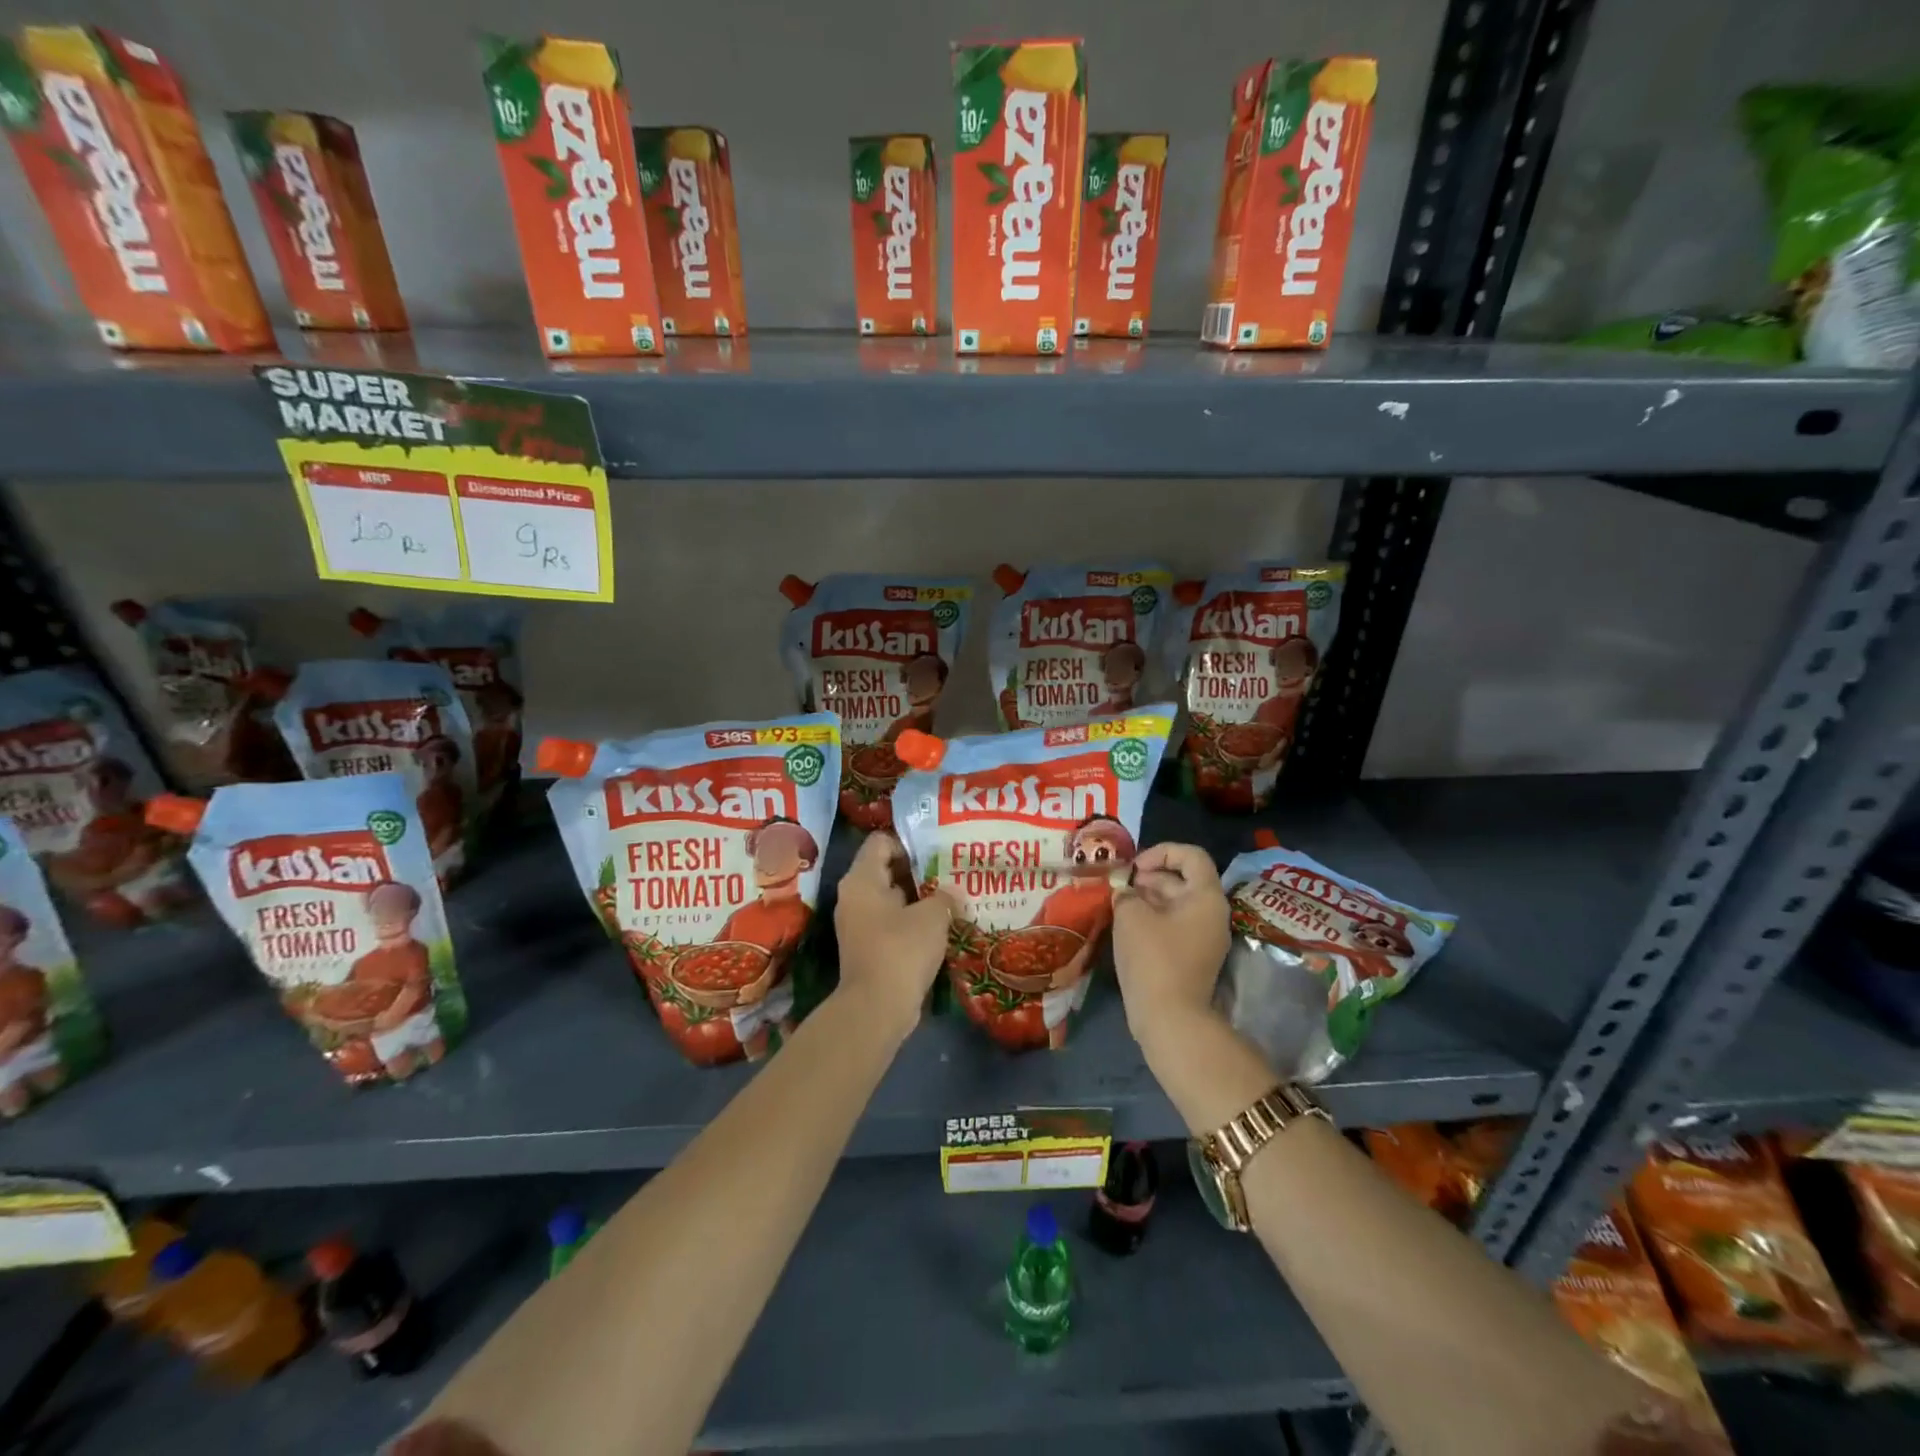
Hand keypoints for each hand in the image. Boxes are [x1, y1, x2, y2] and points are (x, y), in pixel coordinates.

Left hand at [833, 832, 955, 1042]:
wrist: (877, 1008)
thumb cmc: (901, 950)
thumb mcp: (932, 916)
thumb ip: (945, 896)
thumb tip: (952, 893)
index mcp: (862, 879)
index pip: (881, 842)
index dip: (909, 843)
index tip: (937, 854)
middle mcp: (854, 896)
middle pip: (886, 869)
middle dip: (920, 871)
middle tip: (951, 873)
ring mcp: (859, 923)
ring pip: (891, 898)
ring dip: (919, 899)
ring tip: (952, 899)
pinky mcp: (868, 947)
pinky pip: (892, 922)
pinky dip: (913, 922)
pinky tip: (941, 927)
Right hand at [1112, 843, 1230, 1047]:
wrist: (1169, 1018)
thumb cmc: (1153, 957)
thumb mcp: (1130, 915)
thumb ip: (1126, 893)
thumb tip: (1125, 893)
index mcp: (1206, 897)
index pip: (1191, 855)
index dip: (1161, 852)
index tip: (1135, 868)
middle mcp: (1212, 914)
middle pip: (1183, 879)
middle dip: (1149, 877)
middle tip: (1121, 886)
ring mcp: (1204, 938)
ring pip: (1176, 904)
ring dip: (1148, 898)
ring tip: (1119, 904)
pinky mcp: (1192, 957)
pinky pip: (1174, 925)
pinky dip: (1152, 919)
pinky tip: (1127, 925)